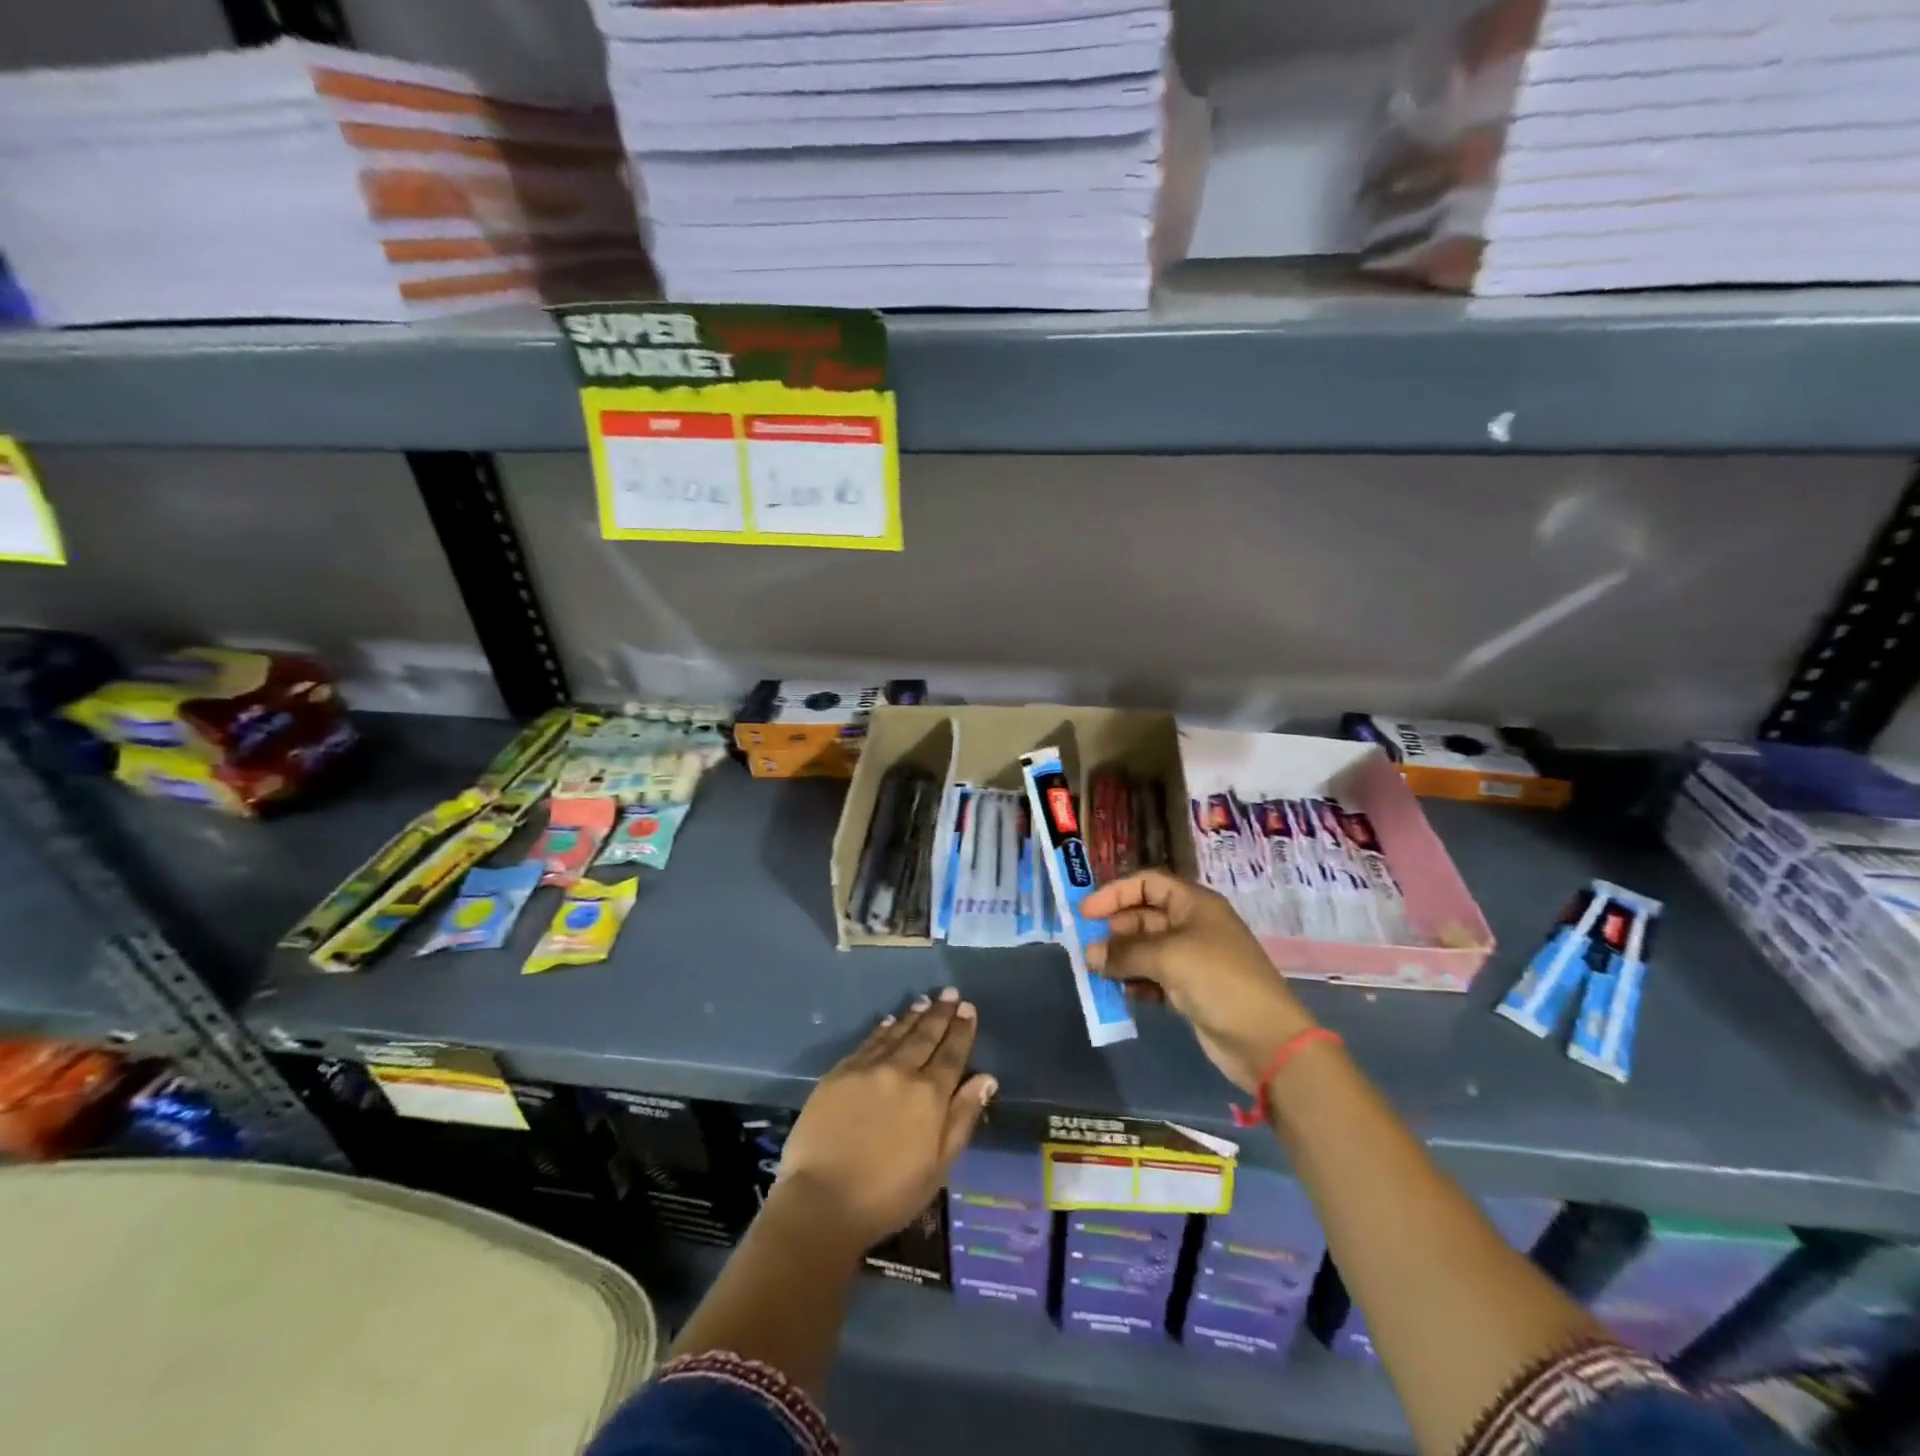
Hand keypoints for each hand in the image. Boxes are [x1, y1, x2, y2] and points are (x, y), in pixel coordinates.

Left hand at [774, 987, 996, 1250]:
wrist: (822, 1201)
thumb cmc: (888, 1194)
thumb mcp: (938, 1166)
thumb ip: (962, 1117)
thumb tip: (986, 1078)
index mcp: (929, 1095)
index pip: (951, 1054)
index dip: (961, 1030)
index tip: (967, 1008)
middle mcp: (900, 1071)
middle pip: (925, 1036)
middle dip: (940, 1014)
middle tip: (949, 993)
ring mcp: (867, 1069)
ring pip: (896, 1033)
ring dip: (913, 1016)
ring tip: (925, 1001)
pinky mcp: (839, 1073)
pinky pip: (868, 1042)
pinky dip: (882, 1029)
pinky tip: (889, 1021)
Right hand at [1083, 870, 1315, 1093]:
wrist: (1265, 1039)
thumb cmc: (1218, 979)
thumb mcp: (1168, 956)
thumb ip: (1125, 952)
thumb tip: (1091, 955)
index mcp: (1194, 904)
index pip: (1148, 884)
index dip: (1115, 893)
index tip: (1086, 912)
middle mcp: (1193, 925)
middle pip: (1144, 916)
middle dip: (1115, 930)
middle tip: (1088, 948)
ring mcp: (1193, 959)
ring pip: (1147, 949)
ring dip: (1122, 958)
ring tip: (1097, 972)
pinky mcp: (1191, 990)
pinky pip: (1154, 977)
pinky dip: (1136, 982)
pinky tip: (1120, 992)